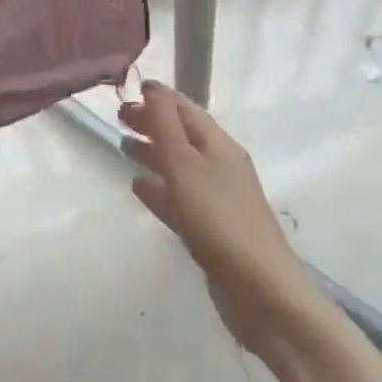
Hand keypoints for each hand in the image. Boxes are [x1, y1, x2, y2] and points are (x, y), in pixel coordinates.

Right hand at [119, 81, 313, 354]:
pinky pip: (179, 198)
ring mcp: (217, 199)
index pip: (185, 109)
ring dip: (153, 152)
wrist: (262, 293)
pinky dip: (159, 188)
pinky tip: (139, 189)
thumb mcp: (186, 166)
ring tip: (123, 147)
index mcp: (219, 145)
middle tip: (119, 117)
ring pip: (179, 165)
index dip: (159, 98)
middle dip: (153, 123)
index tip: (129, 89)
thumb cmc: (219, 220)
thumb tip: (152, 87)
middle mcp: (220, 166)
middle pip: (182, 135)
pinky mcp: (210, 230)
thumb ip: (165, 126)